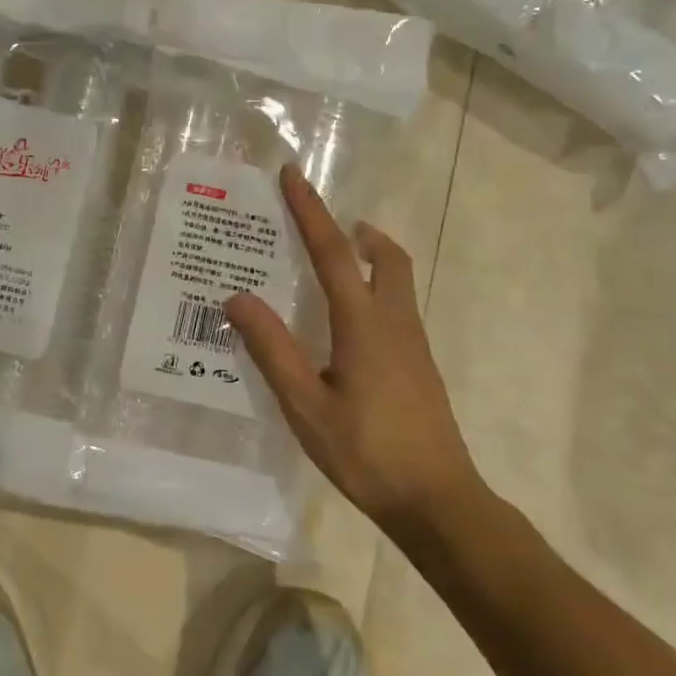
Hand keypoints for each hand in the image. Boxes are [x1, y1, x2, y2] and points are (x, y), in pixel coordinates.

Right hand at [225, 164, 486, 531]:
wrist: (438, 501)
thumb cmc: (366, 452)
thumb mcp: (305, 404)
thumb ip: (272, 349)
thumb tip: (236, 298)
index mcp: (364, 323)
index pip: (332, 252)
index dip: (311, 211)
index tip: (293, 174)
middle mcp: (395, 322)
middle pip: (385, 257)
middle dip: (356, 231)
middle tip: (325, 224)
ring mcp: (414, 345)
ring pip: (396, 281)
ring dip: (368, 258)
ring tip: (332, 265)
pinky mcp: (419, 366)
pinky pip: (396, 308)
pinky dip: (373, 290)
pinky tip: (348, 325)